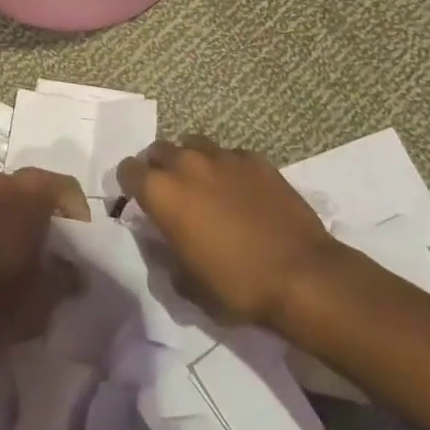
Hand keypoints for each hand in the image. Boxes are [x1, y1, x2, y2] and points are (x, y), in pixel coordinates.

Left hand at [0, 168, 88, 353]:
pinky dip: (0, 221)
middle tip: (60, 233)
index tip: (82, 236)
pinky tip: (5, 249)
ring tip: (32, 241)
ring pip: (7, 193)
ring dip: (22, 210)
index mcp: (27, 194)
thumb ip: (69, 272)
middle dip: (50, 204)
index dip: (79, 209)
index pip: (64, 186)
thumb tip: (75, 270)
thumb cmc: (8, 300)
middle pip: (34, 184)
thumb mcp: (51, 291)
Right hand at [117, 136, 334, 327]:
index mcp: (162, 192)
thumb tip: (164, 240)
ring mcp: (224, 157)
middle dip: (159, 167)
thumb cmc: (236, 285)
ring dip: (191, 161)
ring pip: (194, 144)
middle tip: (171, 194)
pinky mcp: (256, 159)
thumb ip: (165, 253)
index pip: (128, 170)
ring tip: (204, 186)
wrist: (301, 275)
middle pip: (159, 150)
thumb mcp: (186, 283)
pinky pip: (229, 155)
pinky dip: (226, 168)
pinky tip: (240, 191)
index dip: (130, 185)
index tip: (139, 202)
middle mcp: (187, 164)